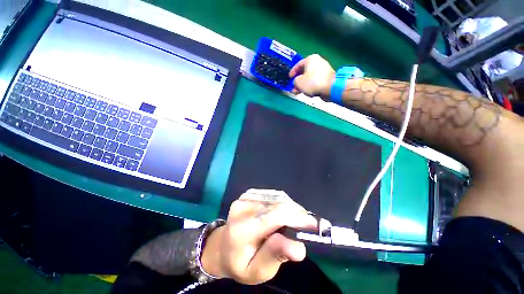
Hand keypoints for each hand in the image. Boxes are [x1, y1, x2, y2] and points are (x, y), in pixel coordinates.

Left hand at [201, 189, 316, 284]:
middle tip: (307, 225)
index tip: (314, 225)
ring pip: (277, 198)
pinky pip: (273, 195)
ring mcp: (245, 197)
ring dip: (291, 208)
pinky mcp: (249, 193)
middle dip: (297, 213)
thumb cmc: (240, 262)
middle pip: (278, 204)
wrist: (222, 245)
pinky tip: (283, 213)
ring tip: (295, 221)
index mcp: (242, 229)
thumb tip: (298, 247)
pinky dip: (283, 203)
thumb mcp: (257, 271)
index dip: (297, 217)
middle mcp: (243, 207)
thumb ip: (275, 256)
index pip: (274, 216)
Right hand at [289, 54, 334, 99]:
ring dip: (303, 85)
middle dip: (298, 81)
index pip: (298, 64)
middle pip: (304, 72)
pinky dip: (310, 87)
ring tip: (298, 92)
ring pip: (309, 78)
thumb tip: (296, 83)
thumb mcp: (298, 82)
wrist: (330, 88)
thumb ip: (295, 81)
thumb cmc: (312, 82)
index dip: (292, 72)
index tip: (289, 78)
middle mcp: (317, 62)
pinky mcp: (326, 78)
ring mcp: (323, 70)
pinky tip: (306, 92)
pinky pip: (315, 82)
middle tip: (293, 87)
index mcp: (310, 59)